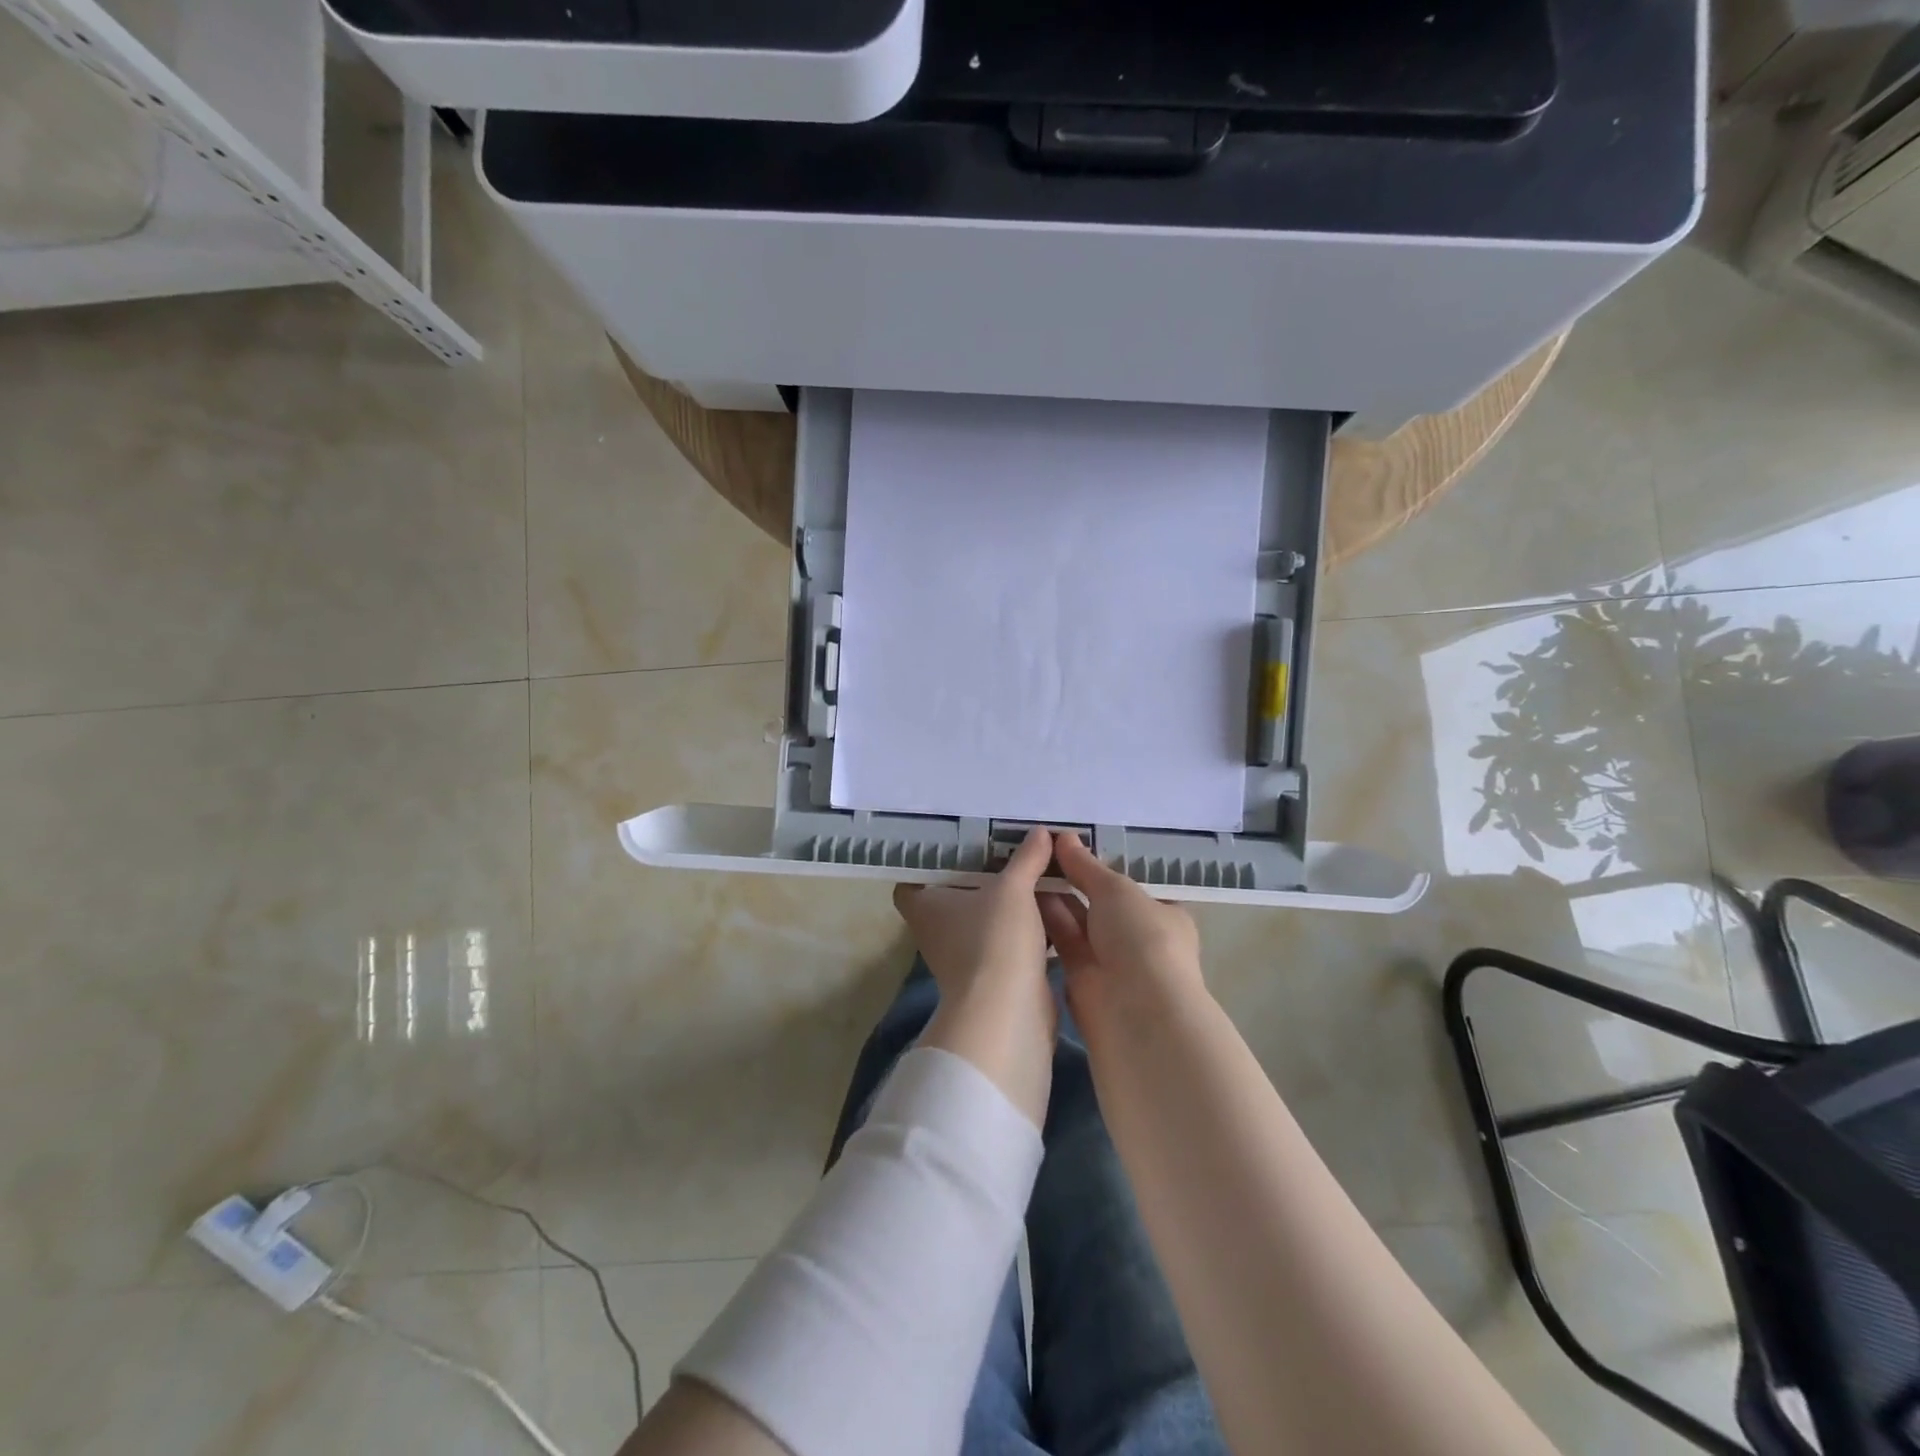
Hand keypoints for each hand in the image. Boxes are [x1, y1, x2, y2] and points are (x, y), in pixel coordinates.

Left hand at [893, 826, 1057, 1125]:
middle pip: (955, 895)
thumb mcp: (1012, 889)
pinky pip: (1007, 940)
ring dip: (1007, 901)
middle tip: (1008, 848)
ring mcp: (964, 956)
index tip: (958, 843)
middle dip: (981, 875)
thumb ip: (1026, 858)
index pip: (913, 878)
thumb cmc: (995, 940)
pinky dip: (1024, 926)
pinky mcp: (993, 975)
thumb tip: (1041, 832)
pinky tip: (1049, 905)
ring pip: (985, 918)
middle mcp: (937, 930)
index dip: (930, 862)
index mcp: (925, 905)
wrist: (1008, 1013)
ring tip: (1034, 870)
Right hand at [1038, 831, 1206, 1029]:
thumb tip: (1064, 837)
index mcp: (1162, 914)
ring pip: (1077, 921)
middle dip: (1073, 879)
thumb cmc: (1141, 938)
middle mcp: (1136, 937)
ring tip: (1022, 864)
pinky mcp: (1081, 978)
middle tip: (1038, 848)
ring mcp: (1109, 959)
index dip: (1101, 865)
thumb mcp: (1116, 890)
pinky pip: (1061, 941)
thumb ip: (1086, 865)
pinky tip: (1019, 894)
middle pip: (1099, 901)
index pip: (1130, 885)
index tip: (1071, 844)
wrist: (1136, 1011)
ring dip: (1053, 897)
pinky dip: (1044, 921)